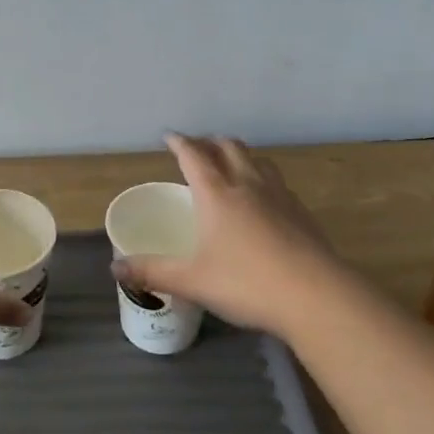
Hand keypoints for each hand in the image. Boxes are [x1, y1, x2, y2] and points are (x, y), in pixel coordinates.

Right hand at [117, 133, 342, 337]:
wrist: (317, 297)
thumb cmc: (247, 283)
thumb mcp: (192, 281)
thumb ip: (153, 272)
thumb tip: (116, 268)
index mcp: (216, 193)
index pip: (194, 155)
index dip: (180, 142)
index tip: (170, 137)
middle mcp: (247, 185)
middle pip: (229, 147)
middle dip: (210, 142)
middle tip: (198, 149)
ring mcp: (279, 196)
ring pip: (257, 160)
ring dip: (240, 154)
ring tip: (231, 164)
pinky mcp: (302, 213)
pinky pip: (277, 181)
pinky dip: (262, 177)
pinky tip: (263, 199)